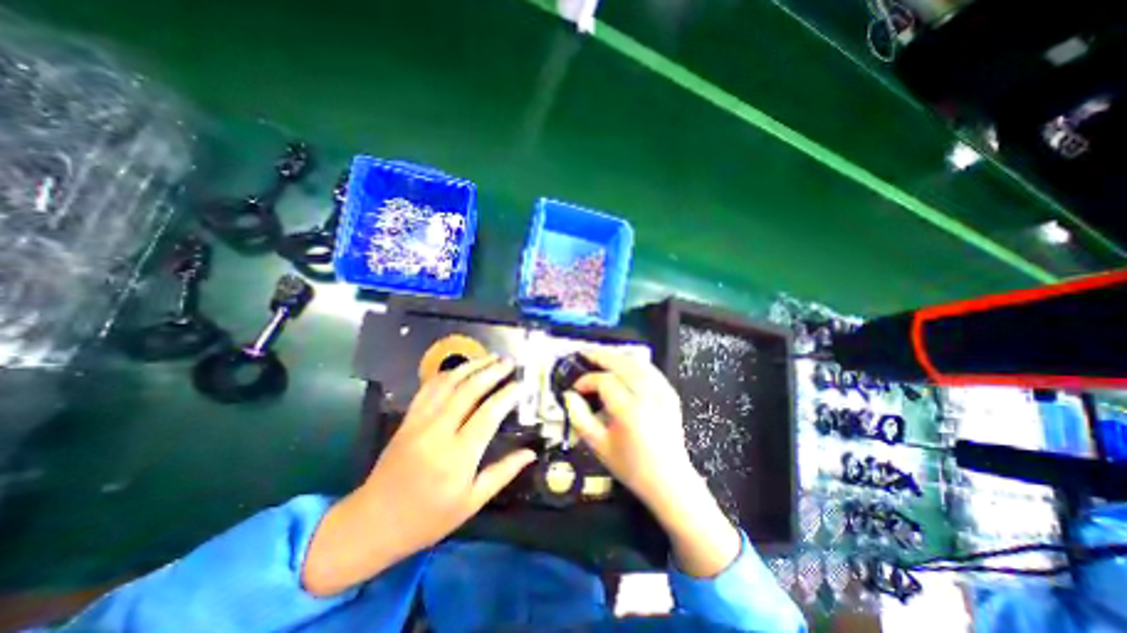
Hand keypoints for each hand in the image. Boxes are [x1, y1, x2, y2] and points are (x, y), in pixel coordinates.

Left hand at [303, 358, 536, 596]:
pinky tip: (461, 368)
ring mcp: (419, 422)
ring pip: (448, 383)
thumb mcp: (472, 502)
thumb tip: (530, 453)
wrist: (373, 523)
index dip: (507, 395)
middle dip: (492, 371)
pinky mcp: (407, 419)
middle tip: (509, 361)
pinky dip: (447, 373)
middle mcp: (438, 432)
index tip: (522, 384)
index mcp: (457, 457)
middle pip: (469, 390)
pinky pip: (428, 388)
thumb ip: (503, 473)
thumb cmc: (428, 518)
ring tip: (491, 357)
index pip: (488, 414)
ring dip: (472, 366)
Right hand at [569, 350, 744, 578]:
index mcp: (629, 410)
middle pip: (622, 363)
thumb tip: (569, 395)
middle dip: (601, 356)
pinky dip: (633, 363)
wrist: (669, 481)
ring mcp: (662, 392)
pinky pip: (649, 369)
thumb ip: (580, 417)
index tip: (576, 388)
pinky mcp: (670, 393)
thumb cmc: (631, 467)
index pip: (604, 381)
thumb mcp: (599, 446)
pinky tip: (623, 366)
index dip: (587, 380)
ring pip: (637, 362)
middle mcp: (648, 395)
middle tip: (584, 354)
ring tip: (600, 357)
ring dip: (617, 357)